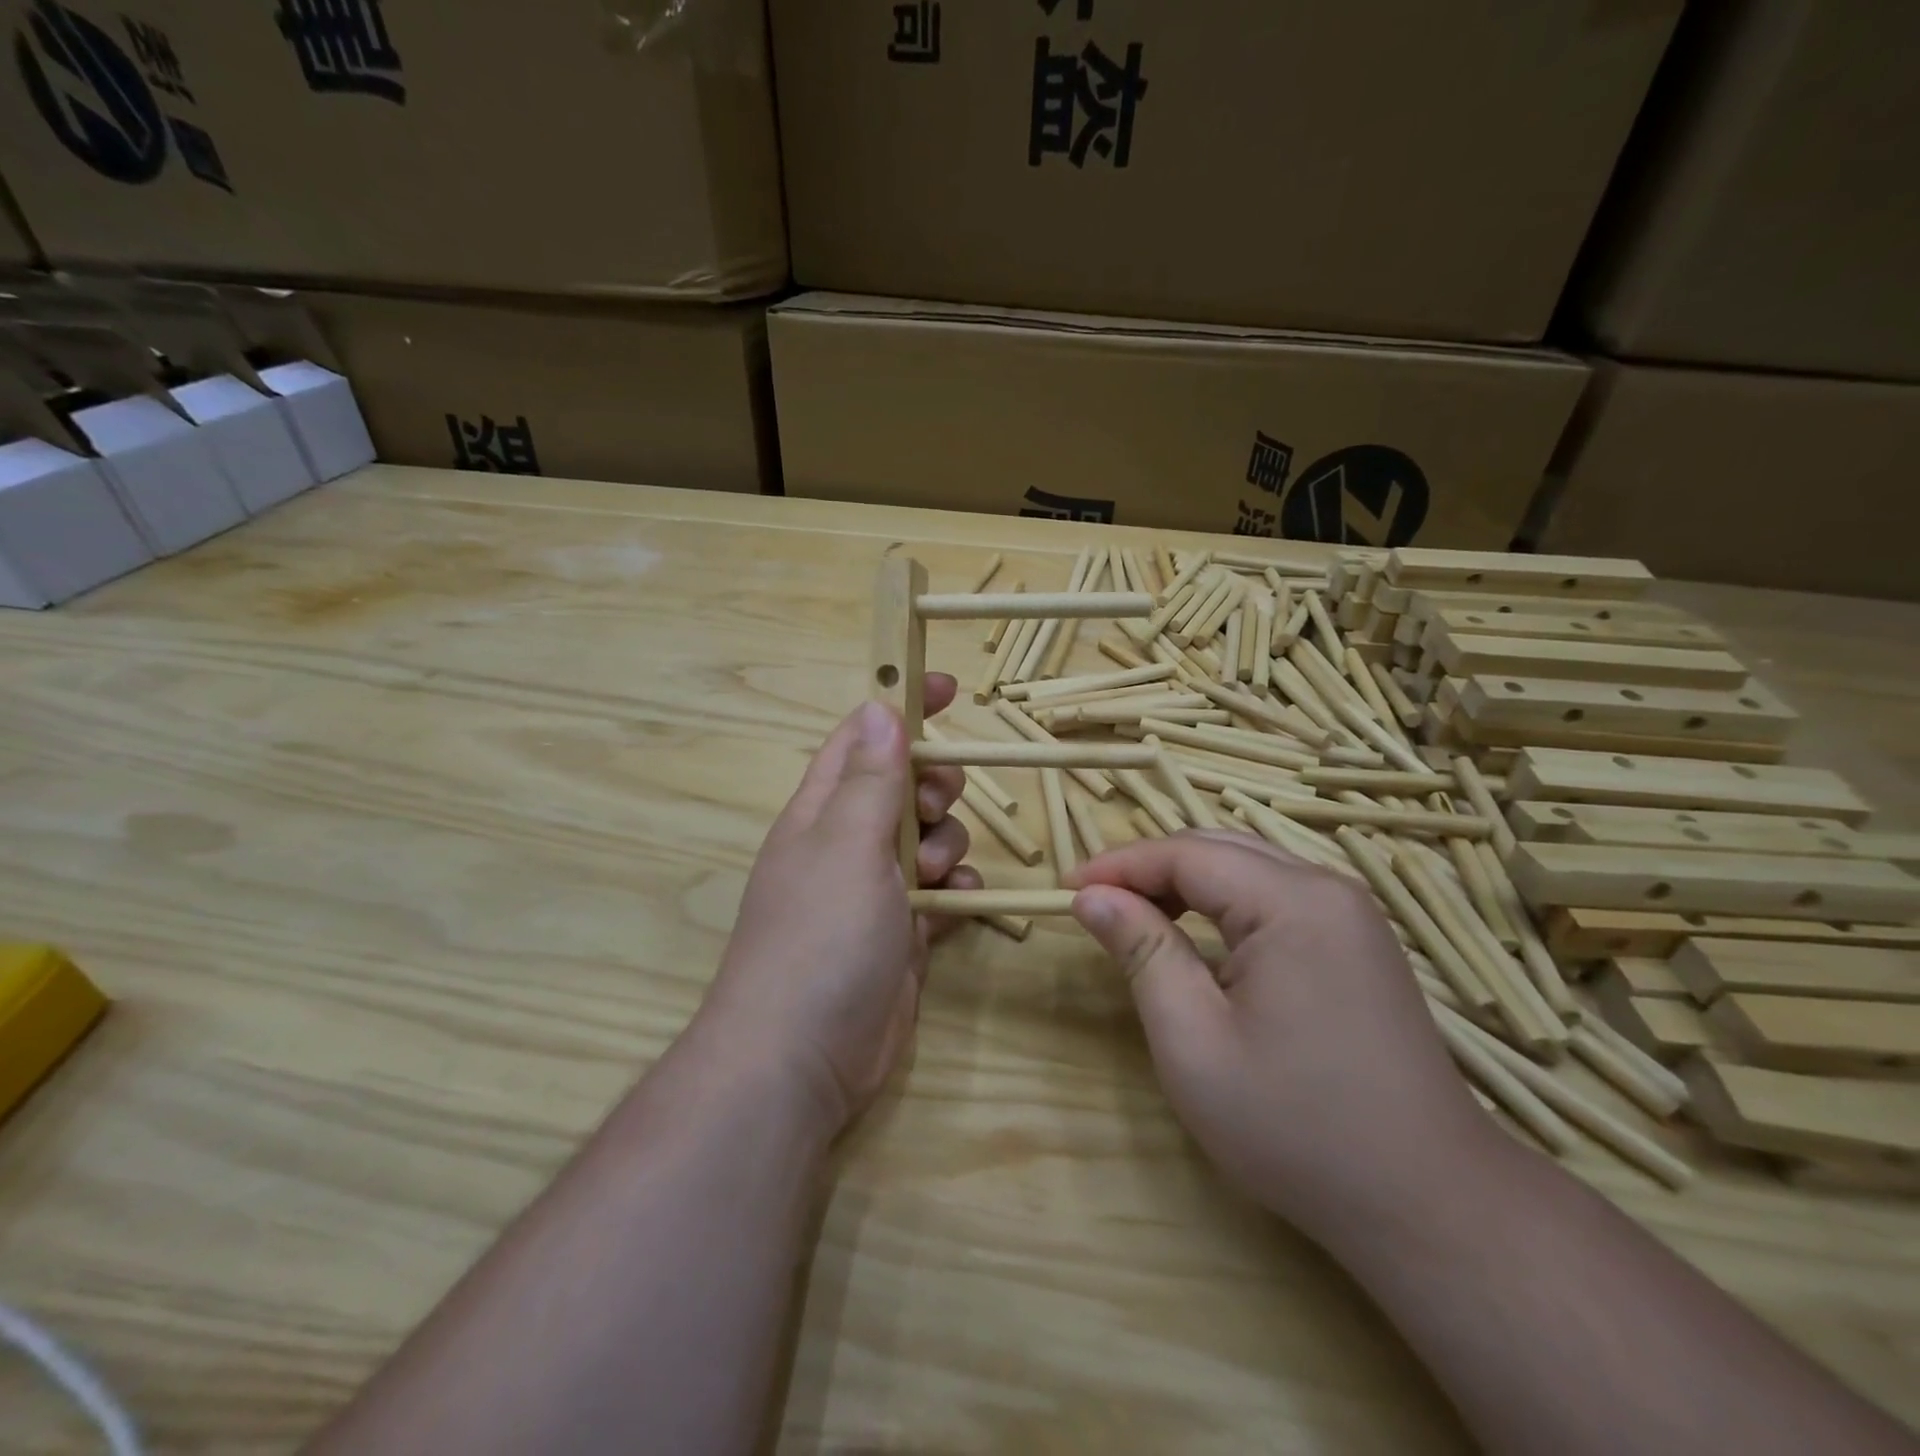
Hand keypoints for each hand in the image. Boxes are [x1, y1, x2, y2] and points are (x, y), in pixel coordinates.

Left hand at [699, 677, 976, 1135]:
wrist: (803, 1058)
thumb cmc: (819, 937)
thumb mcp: (846, 846)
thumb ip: (868, 779)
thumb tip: (879, 708)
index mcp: (821, 812)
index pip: (862, 738)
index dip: (902, 707)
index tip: (952, 687)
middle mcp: (846, 844)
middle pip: (903, 787)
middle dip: (933, 788)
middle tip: (932, 810)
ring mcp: (874, 892)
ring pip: (929, 839)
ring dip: (946, 845)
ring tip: (934, 877)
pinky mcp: (902, 934)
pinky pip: (942, 892)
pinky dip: (956, 891)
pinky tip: (957, 905)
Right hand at [1064, 830, 1497, 1238]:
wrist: (1426, 1203)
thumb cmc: (1296, 1127)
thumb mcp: (1194, 1042)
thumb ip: (1142, 952)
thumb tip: (1092, 897)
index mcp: (1293, 902)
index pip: (1185, 854)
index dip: (1118, 866)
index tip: (1064, 890)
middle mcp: (1327, 888)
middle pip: (1217, 849)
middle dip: (1148, 869)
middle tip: (1094, 906)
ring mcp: (1350, 914)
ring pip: (1246, 867)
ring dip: (1183, 883)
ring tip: (1136, 918)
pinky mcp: (1357, 941)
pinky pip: (1274, 895)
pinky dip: (1222, 903)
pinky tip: (1197, 936)